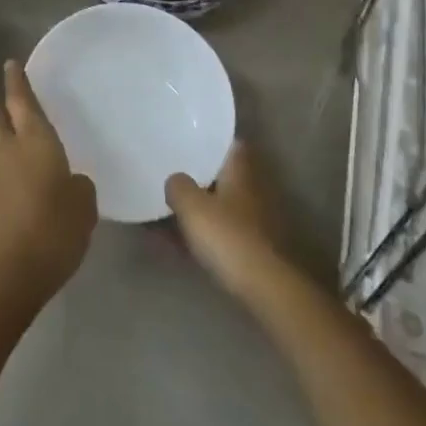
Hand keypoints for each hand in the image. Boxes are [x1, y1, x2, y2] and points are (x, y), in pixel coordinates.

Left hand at [0, 60, 96, 303]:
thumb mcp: (84, 205)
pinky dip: (2, 180)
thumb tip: (69, 183)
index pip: (21, 100)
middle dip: (1, 111)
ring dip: (3, 150)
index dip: (16, 80)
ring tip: (25, 168)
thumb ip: (77, 185)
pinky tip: (19, 200)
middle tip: (14, 113)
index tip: (11, 64)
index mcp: (35, 141)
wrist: (8, 274)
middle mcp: (6, 151)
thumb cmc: (54, 229)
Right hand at [166, 141, 295, 303]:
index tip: (186, 140)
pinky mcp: (247, 247)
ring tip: (163, 210)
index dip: (208, 140)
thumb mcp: (192, 206)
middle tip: (168, 173)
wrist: (262, 286)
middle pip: (220, 175)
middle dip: (196, 176)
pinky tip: (171, 244)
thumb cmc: (227, 235)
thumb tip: (174, 179)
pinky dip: (196, 234)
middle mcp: (249, 189)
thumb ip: (179, 186)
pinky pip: (215, 232)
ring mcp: (250, 219)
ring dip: (194, 208)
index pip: (228, 143)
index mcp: (239, 170)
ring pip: (216, 205)